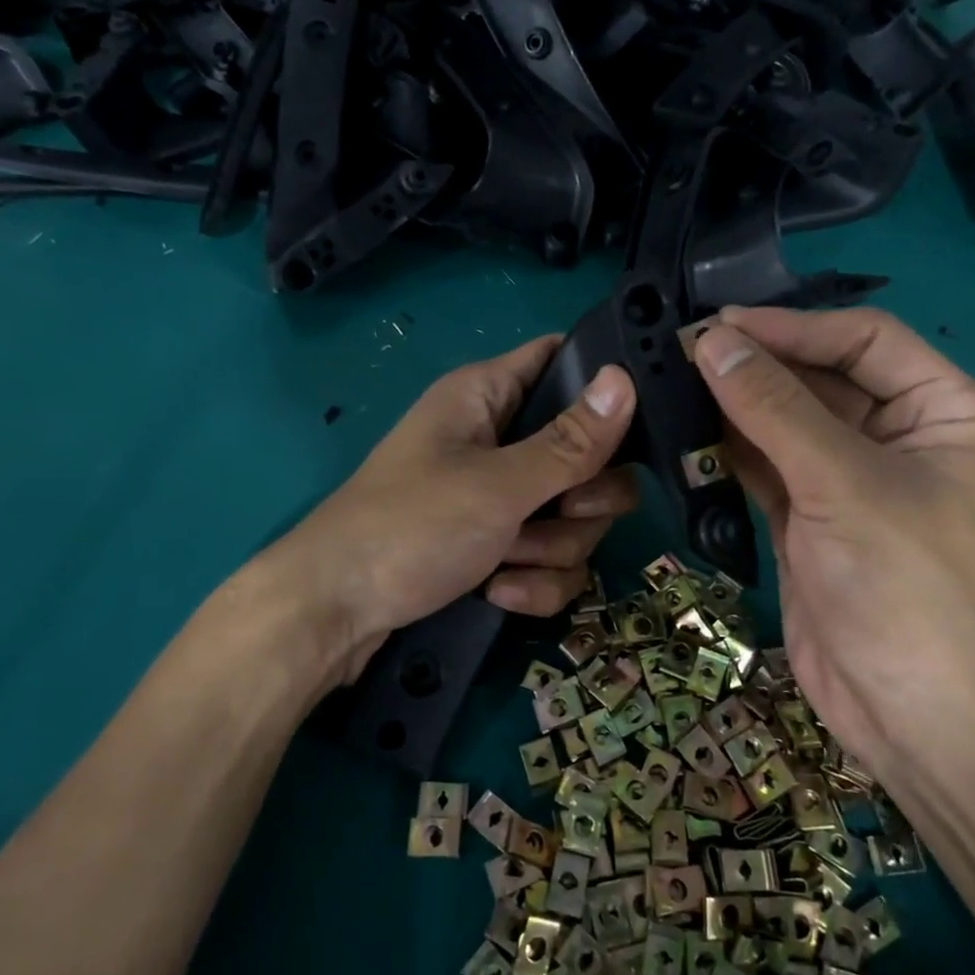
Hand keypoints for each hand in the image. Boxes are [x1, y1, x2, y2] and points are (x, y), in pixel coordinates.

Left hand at [261, 336, 637, 688]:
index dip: (602, 384)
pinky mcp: (495, 545)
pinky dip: (531, 579)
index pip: (561, 359)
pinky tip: (499, 592)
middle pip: (585, 452)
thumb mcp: (499, 485)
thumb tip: (624, 380)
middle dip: (582, 497)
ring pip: (573, 514)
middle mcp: (497, 438)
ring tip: (507, 562)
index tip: (639, 422)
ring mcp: (497, 496)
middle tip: (561, 510)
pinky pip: (548, 556)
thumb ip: (570, 443)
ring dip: (550, 548)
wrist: (334, 615)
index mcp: (488, 397)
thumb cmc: (410, 527)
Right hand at [691, 306, 974, 766]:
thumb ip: (773, 407)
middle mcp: (905, 436)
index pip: (866, 341)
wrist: (906, 714)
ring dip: (738, 403)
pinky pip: (770, 462)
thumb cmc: (902, 586)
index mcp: (949, 412)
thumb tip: (712, 341)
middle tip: (686, 348)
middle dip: (759, 365)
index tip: (723, 323)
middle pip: (823, 378)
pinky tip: (687, 428)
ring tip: (676, 379)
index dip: (795, 327)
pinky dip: (732, 447)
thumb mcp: (840, 483)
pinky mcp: (815, 514)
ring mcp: (855, 478)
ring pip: (789, 420)